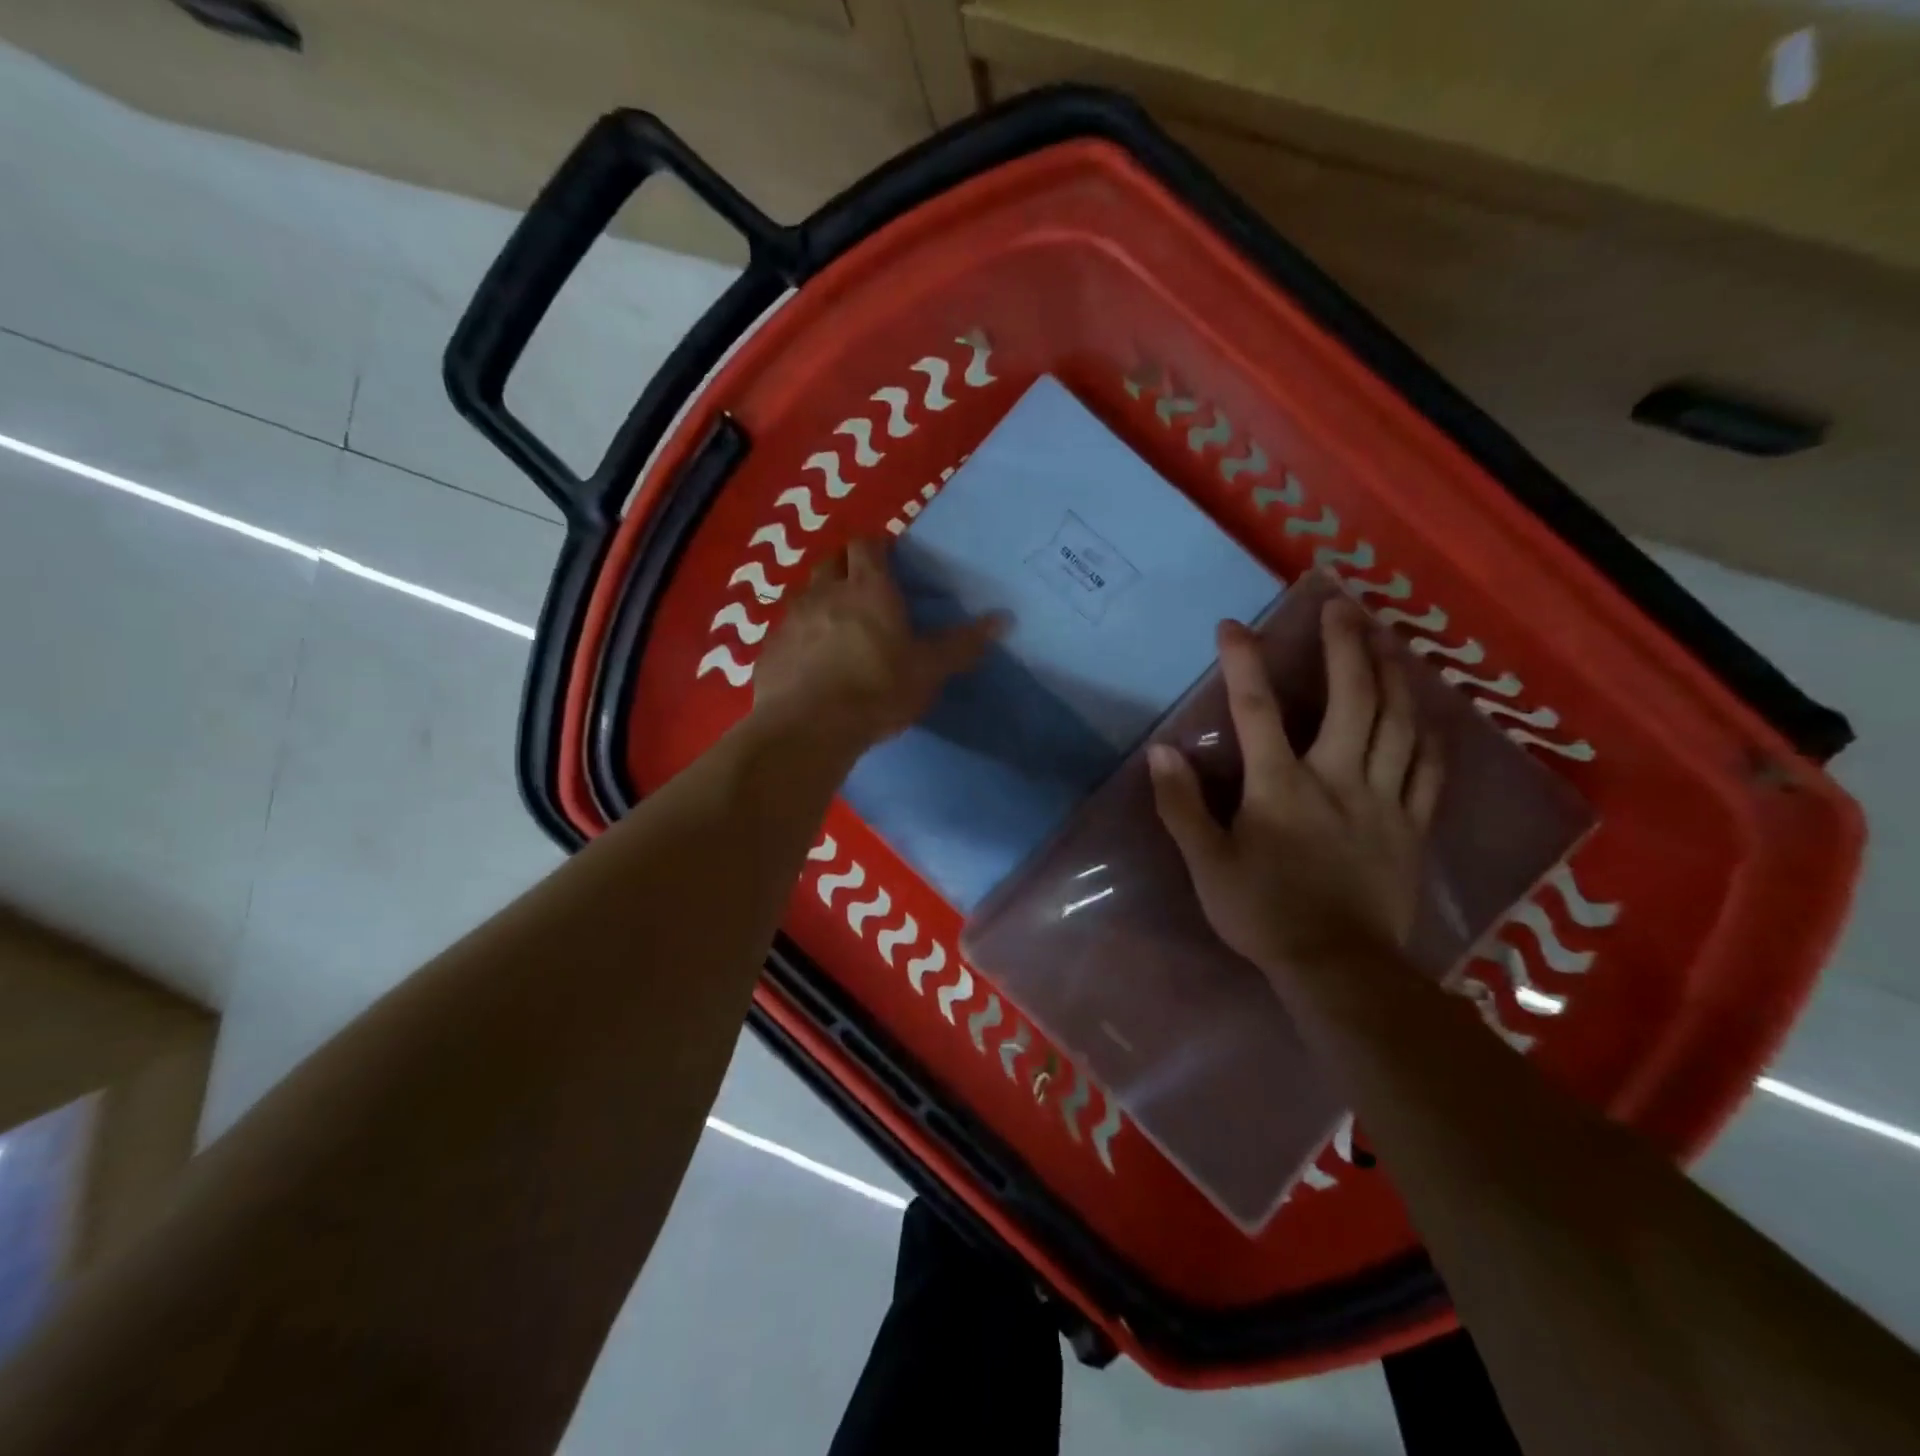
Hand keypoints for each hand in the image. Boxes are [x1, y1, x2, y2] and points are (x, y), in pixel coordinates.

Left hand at [749, 539, 1002, 755]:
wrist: (808, 728)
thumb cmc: (876, 690)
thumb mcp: (928, 670)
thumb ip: (962, 644)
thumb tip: (1004, 619)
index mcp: (868, 588)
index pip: (867, 544)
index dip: (877, 545)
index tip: (889, 557)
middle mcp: (825, 592)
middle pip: (832, 560)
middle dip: (846, 565)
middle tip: (864, 586)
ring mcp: (792, 618)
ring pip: (807, 593)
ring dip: (822, 599)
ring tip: (838, 625)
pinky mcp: (770, 648)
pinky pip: (787, 629)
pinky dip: (801, 634)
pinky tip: (811, 660)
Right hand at [1148, 595, 1442, 975]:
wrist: (1338, 968)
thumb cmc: (1263, 913)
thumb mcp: (1207, 864)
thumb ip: (1181, 806)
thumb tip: (1162, 751)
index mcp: (1281, 787)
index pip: (1258, 710)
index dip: (1244, 662)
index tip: (1233, 626)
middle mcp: (1337, 779)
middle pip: (1350, 699)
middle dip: (1344, 646)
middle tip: (1343, 606)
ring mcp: (1383, 801)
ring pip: (1397, 724)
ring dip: (1391, 675)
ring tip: (1386, 639)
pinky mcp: (1412, 826)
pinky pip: (1428, 771)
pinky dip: (1429, 735)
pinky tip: (1427, 712)